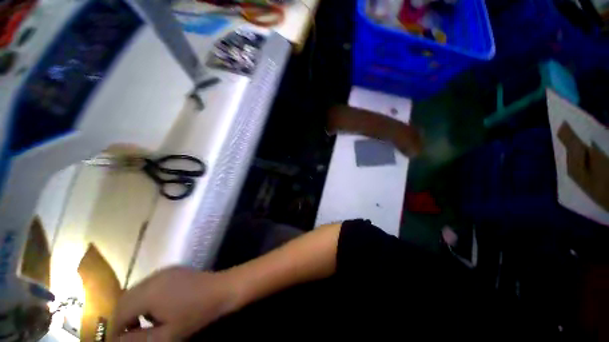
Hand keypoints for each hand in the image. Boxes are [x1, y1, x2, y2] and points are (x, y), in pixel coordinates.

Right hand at [111, 267, 237, 340]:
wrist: (222, 289)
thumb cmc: (196, 314)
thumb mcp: (167, 334)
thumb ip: (138, 340)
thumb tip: (116, 341)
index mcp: (148, 293)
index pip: (119, 312)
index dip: (115, 329)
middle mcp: (152, 278)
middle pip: (125, 299)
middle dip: (122, 318)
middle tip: (129, 335)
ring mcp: (163, 271)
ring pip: (137, 291)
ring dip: (133, 308)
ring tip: (142, 325)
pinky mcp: (172, 270)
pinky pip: (150, 285)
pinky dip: (145, 298)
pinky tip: (157, 309)